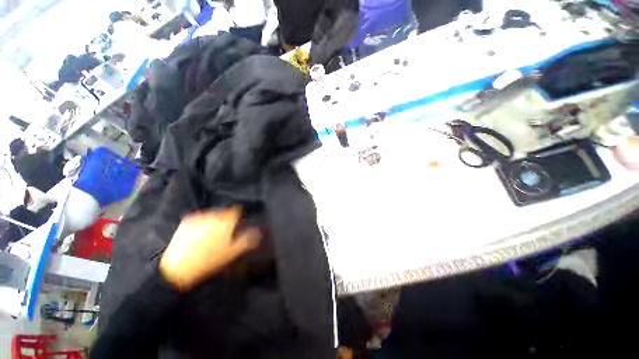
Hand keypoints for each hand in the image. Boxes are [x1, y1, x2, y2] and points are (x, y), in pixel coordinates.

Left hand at [159, 206, 260, 290]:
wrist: (177, 268)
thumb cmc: (209, 261)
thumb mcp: (232, 252)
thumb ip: (248, 239)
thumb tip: (259, 231)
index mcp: (226, 221)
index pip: (237, 210)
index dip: (239, 217)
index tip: (238, 226)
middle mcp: (213, 215)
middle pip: (225, 213)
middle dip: (227, 221)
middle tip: (224, 235)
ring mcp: (199, 217)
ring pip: (213, 215)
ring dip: (215, 222)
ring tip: (211, 237)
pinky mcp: (187, 220)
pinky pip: (201, 218)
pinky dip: (203, 224)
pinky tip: (199, 236)